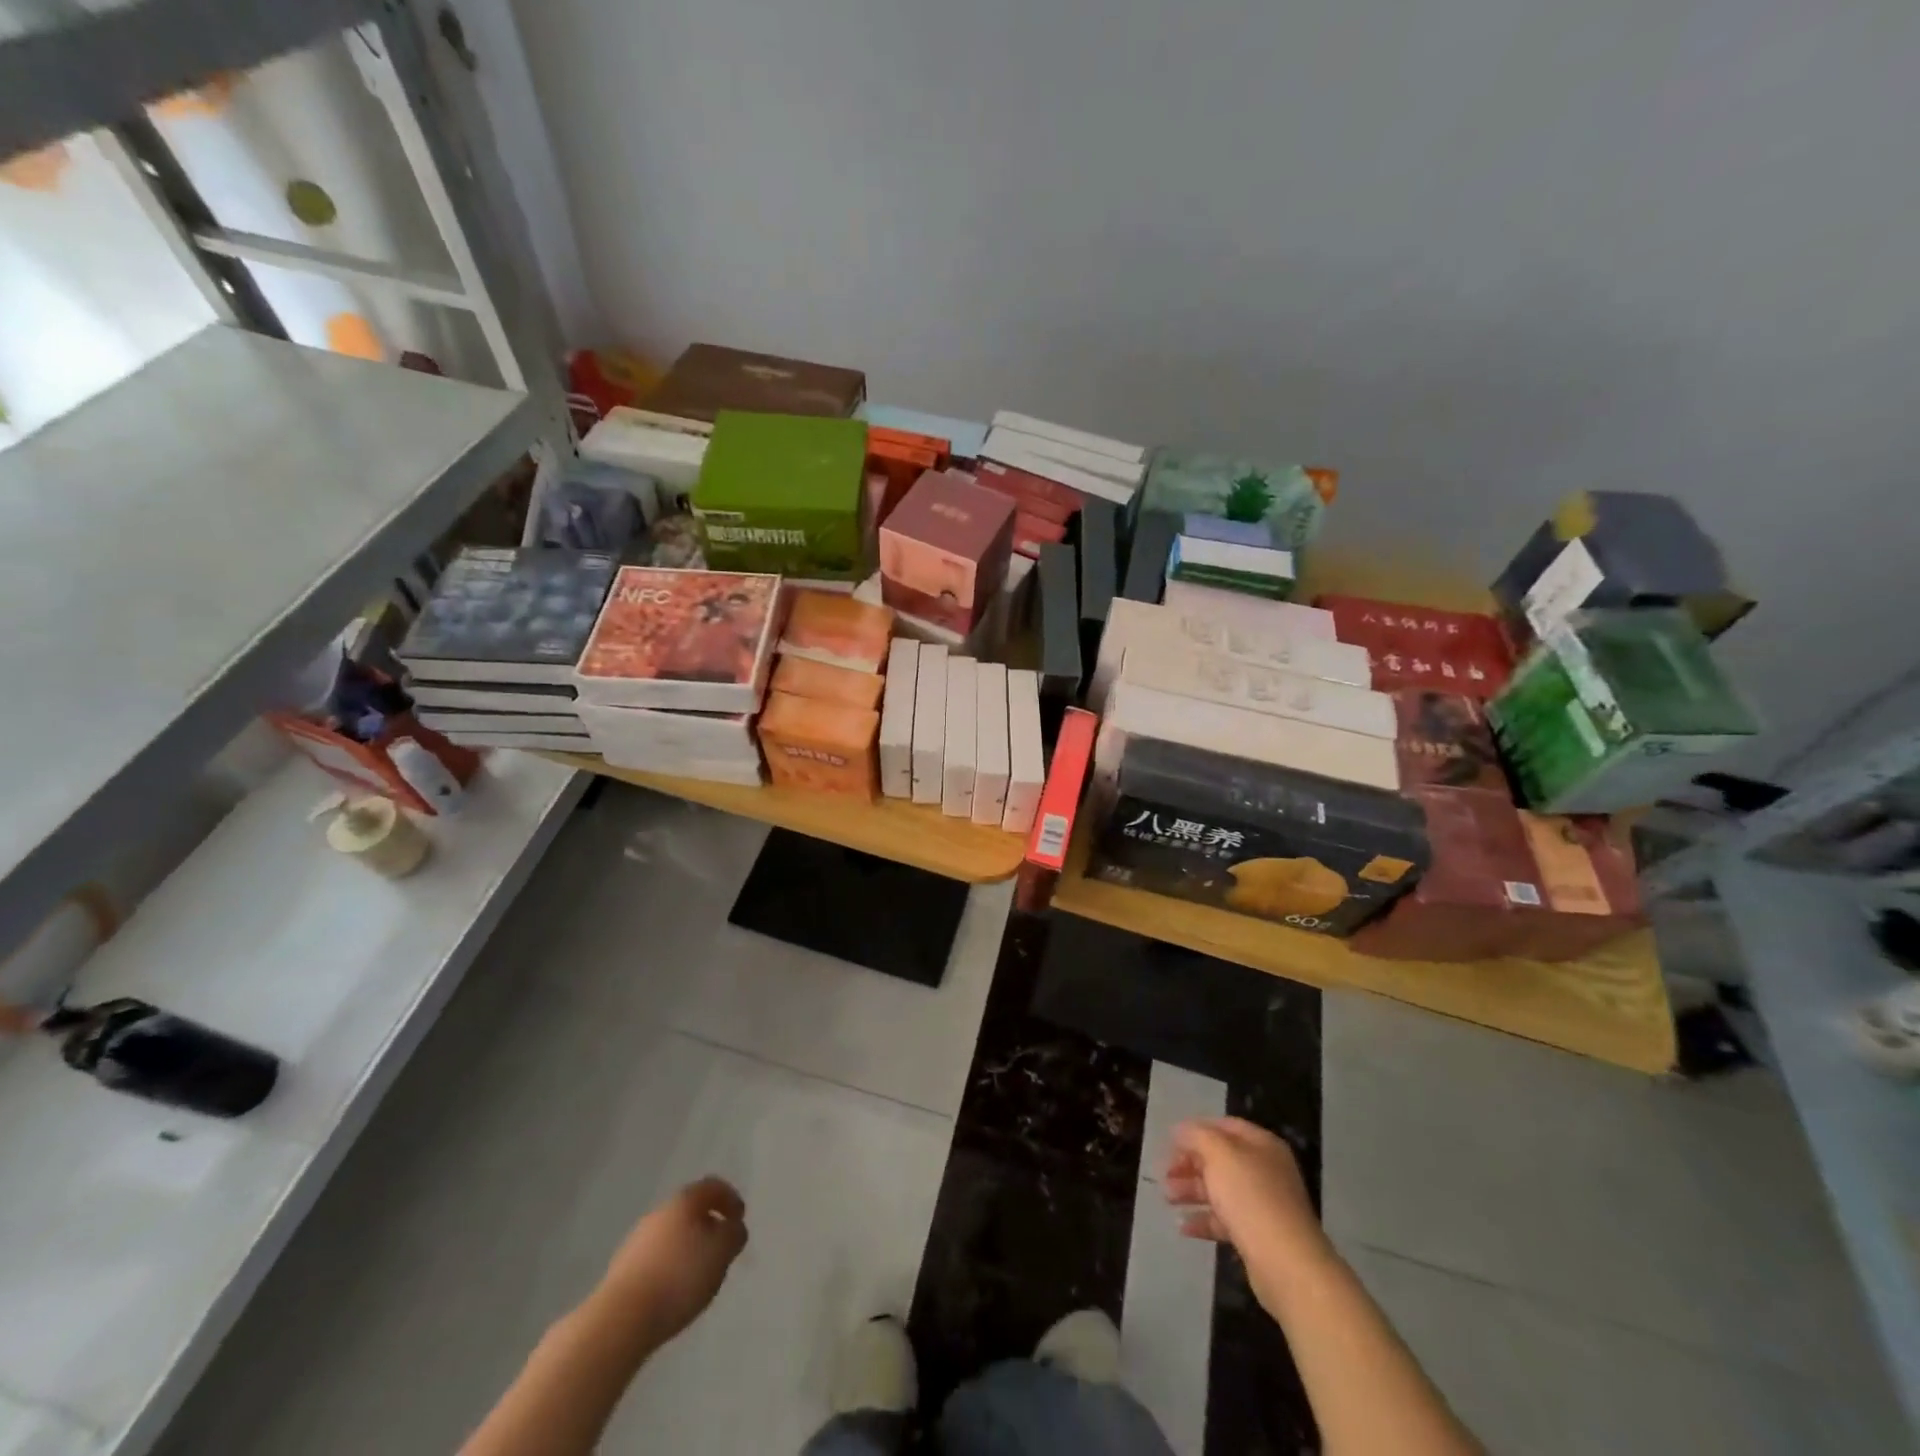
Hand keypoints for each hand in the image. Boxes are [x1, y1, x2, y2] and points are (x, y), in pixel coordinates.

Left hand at [596, 1177, 748, 1347]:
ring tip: (699, 1275)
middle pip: (690, 1210)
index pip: (712, 1187)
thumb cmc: (679, 1277)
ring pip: (672, 1235)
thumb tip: (733, 1228)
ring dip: (688, 1248)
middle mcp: (659, 1213)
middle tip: (721, 1248)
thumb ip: (734, 1235)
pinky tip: (674, 1291)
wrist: (621, 1319)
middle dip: (708, 1225)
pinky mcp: (622, 1269)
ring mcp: (637, 1241)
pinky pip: (656, 1259)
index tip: (740, 1218)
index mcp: (684, 1201)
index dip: (730, 1198)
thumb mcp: (721, 1253)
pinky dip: (670, 1267)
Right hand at [1165, 1118, 1330, 1304]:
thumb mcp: (1219, 1154)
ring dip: (1192, 1191)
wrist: (1288, 1266)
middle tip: (1165, 1174)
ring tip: (1167, 1198)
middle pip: (1220, 1159)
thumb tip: (1180, 1130)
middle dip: (1189, 1164)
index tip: (1170, 1143)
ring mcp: (1263, 1205)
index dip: (1196, 1130)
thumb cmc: (1252, 1198)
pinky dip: (1204, 1220)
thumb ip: (1196, 1136)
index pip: (1224, 1126)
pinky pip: (1226, 1221)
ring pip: (1220, 1190)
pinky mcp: (1258, 1236)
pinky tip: (1184, 1227)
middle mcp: (1265, 1170)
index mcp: (1261, 1145)